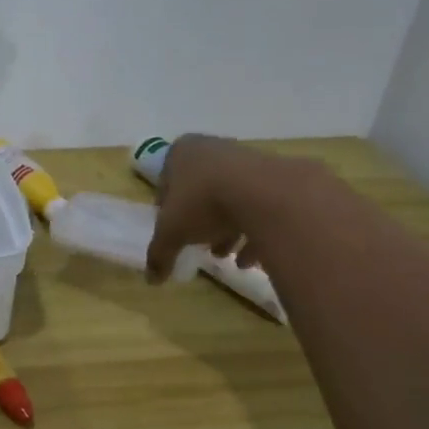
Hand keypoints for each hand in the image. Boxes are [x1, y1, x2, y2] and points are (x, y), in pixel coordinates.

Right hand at [145, 134, 278, 282]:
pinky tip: (252, 259)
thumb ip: (159, 254)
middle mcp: (212, 149)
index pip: (166, 183)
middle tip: (202, 245)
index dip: (167, 212)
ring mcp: (246, 159)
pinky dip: (255, 230)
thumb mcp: (171, 233)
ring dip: (228, 228)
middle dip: (200, 221)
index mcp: (180, 153)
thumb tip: (152, 279)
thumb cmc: (203, 202)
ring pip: (231, 198)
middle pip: (200, 190)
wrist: (263, 193)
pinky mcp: (276, 175)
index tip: (173, 233)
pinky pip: (259, 205)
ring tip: (228, 256)